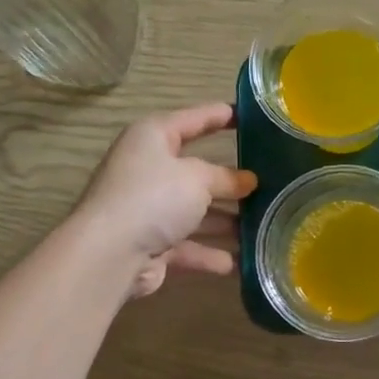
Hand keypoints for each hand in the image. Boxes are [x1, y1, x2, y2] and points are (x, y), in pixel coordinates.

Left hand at [75, 103, 256, 298]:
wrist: (109, 254)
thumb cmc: (154, 197)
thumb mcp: (198, 178)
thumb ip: (226, 178)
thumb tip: (249, 180)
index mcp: (152, 138)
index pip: (192, 120)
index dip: (220, 116)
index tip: (249, 115)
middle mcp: (148, 170)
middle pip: (196, 172)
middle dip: (230, 181)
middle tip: (268, 181)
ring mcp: (148, 209)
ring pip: (195, 212)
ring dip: (225, 221)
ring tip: (264, 225)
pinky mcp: (151, 244)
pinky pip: (188, 245)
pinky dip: (209, 253)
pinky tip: (236, 263)